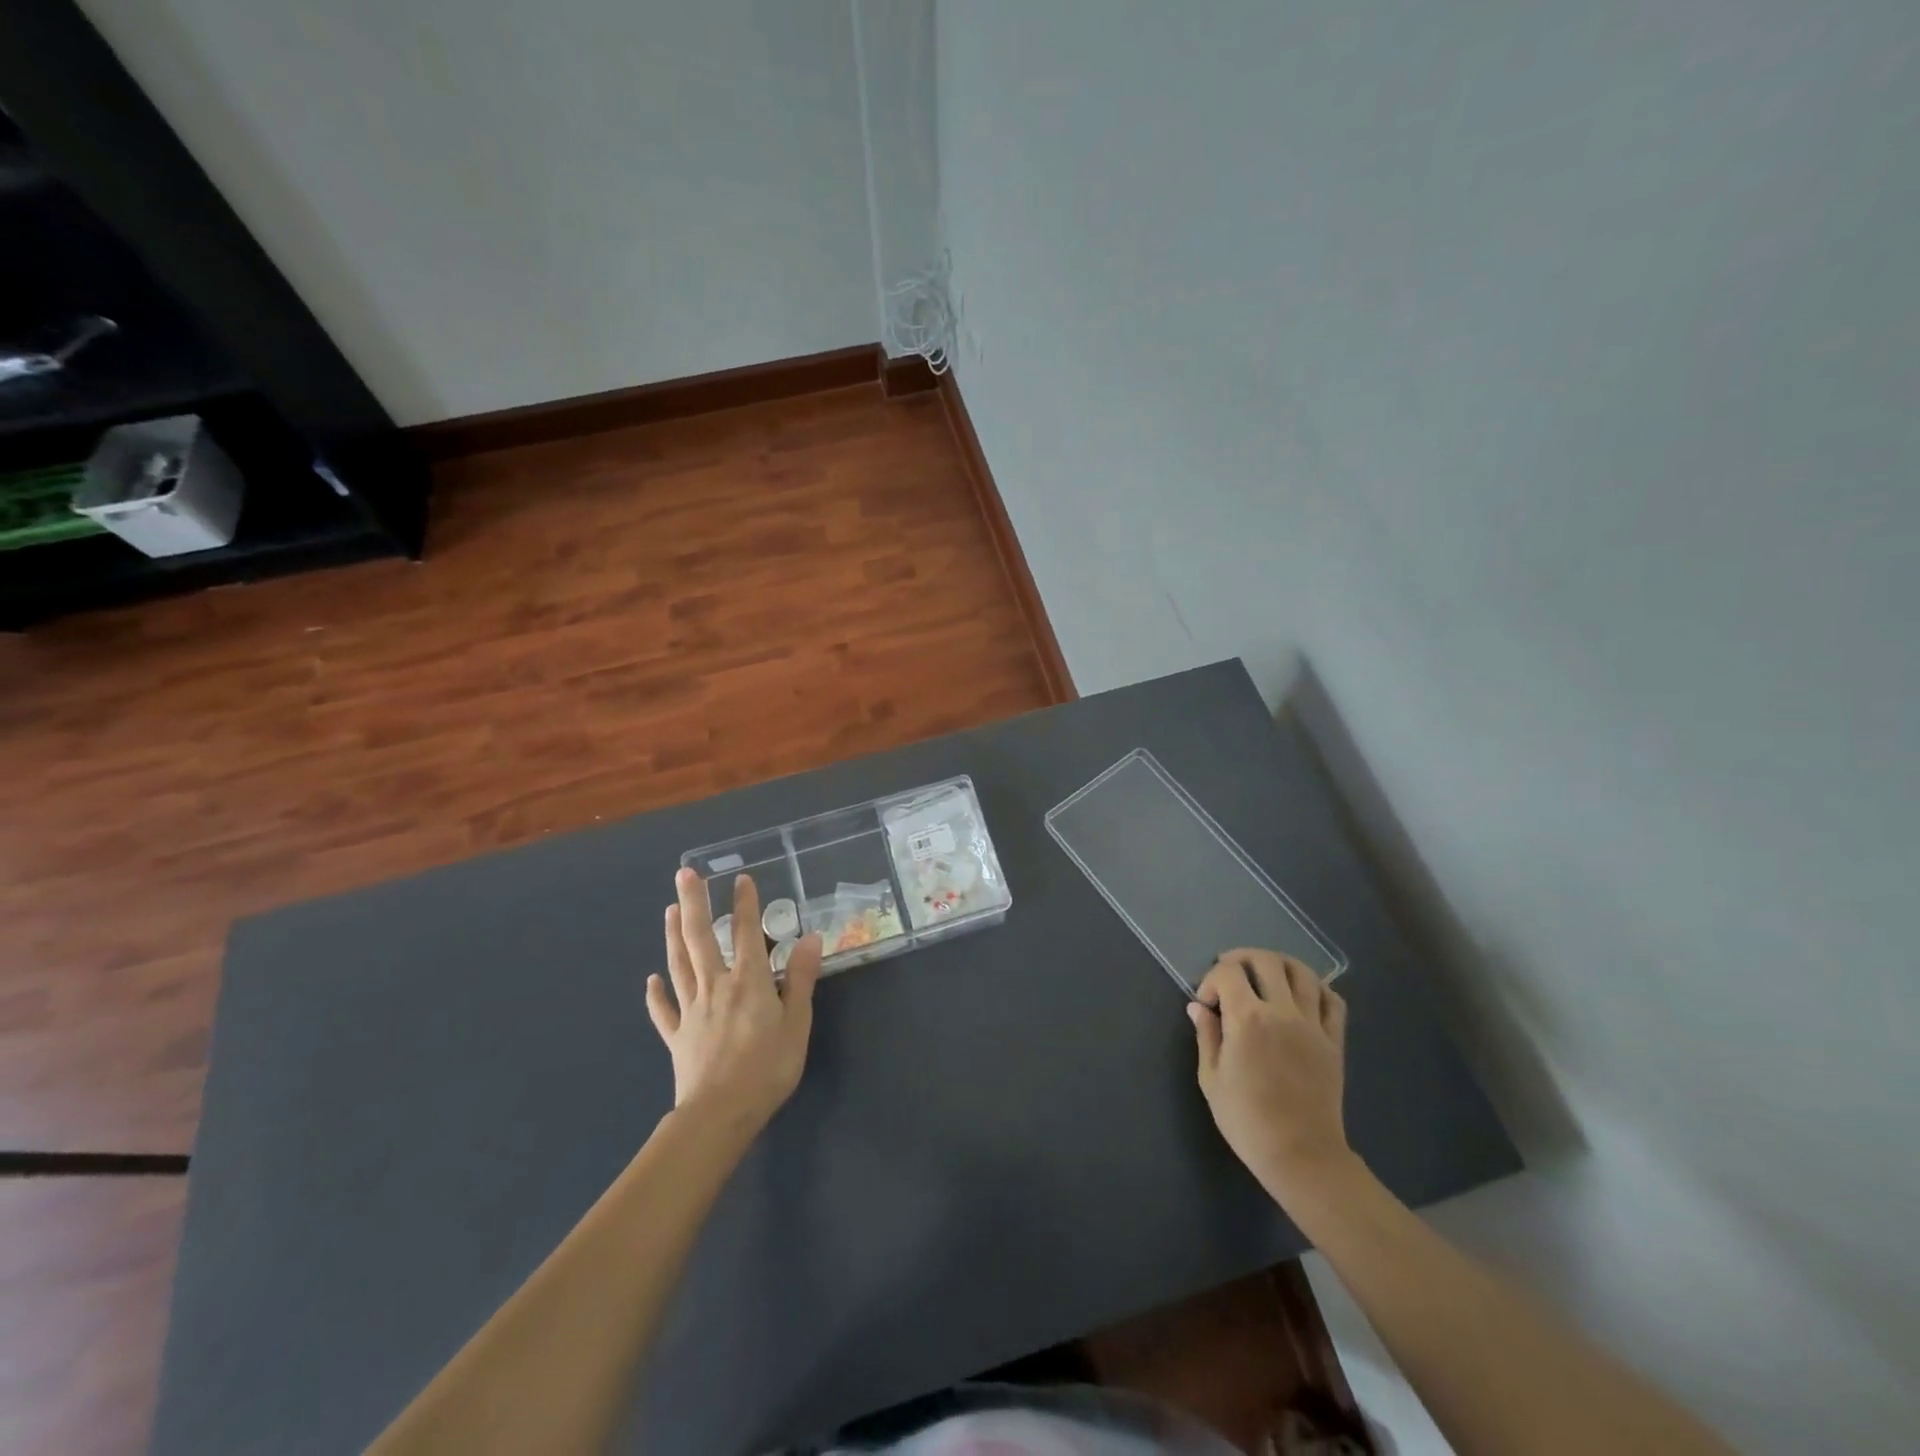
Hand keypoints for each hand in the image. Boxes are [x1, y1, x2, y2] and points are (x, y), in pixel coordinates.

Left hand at [647, 869, 822, 1130]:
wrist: (720, 1114)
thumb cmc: (767, 1067)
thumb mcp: (797, 1022)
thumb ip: (801, 978)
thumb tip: (810, 937)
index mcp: (748, 981)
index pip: (746, 932)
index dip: (745, 904)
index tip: (741, 878)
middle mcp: (716, 986)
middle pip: (701, 938)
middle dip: (695, 904)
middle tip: (684, 874)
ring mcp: (692, 1010)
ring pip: (679, 964)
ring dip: (673, 935)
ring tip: (670, 910)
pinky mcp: (678, 1037)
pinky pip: (664, 1011)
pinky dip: (657, 994)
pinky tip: (651, 980)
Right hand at [1189, 949, 1351, 1210]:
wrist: (1301, 1156)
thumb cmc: (1247, 1120)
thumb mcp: (1211, 1079)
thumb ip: (1206, 1035)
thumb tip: (1198, 1007)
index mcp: (1247, 1019)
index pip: (1228, 972)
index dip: (1211, 979)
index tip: (1206, 1004)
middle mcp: (1282, 1012)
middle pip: (1265, 960)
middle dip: (1241, 959)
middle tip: (1230, 977)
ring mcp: (1313, 1025)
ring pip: (1302, 971)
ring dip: (1279, 965)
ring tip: (1265, 976)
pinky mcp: (1334, 1041)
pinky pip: (1332, 999)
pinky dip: (1316, 987)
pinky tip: (1301, 996)